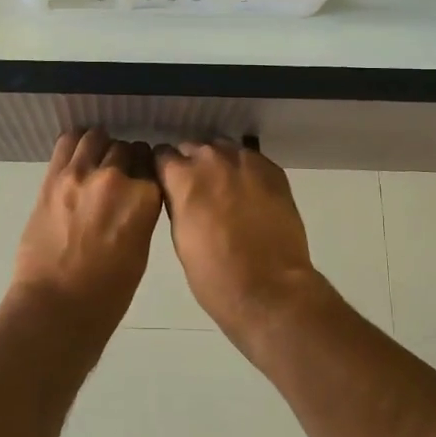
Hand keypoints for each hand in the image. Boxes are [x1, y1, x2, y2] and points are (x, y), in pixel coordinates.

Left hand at [7, 129, 162, 323]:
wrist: (56, 306)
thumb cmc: (108, 293)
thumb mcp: (141, 250)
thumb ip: (142, 213)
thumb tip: (137, 195)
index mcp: (145, 198)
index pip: (153, 164)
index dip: (147, 171)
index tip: (142, 179)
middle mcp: (116, 178)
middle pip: (126, 148)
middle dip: (125, 159)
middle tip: (118, 177)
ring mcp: (81, 174)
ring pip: (97, 137)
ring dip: (101, 147)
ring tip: (96, 162)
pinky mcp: (53, 178)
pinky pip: (67, 142)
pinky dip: (76, 143)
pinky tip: (77, 156)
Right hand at [154, 139, 325, 341]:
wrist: (270, 289)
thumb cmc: (214, 275)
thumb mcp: (180, 238)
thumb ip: (177, 203)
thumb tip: (179, 192)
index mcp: (183, 177)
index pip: (162, 154)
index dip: (164, 169)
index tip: (168, 181)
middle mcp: (211, 159)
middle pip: (193, 147)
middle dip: (192, 164)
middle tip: (198, 190)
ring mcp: (245, 161)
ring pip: (223, 148)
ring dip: (219, 164)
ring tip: (226, 188)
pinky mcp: (273, 171)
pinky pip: (251, 159)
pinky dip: (246, 171)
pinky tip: (251, 193)